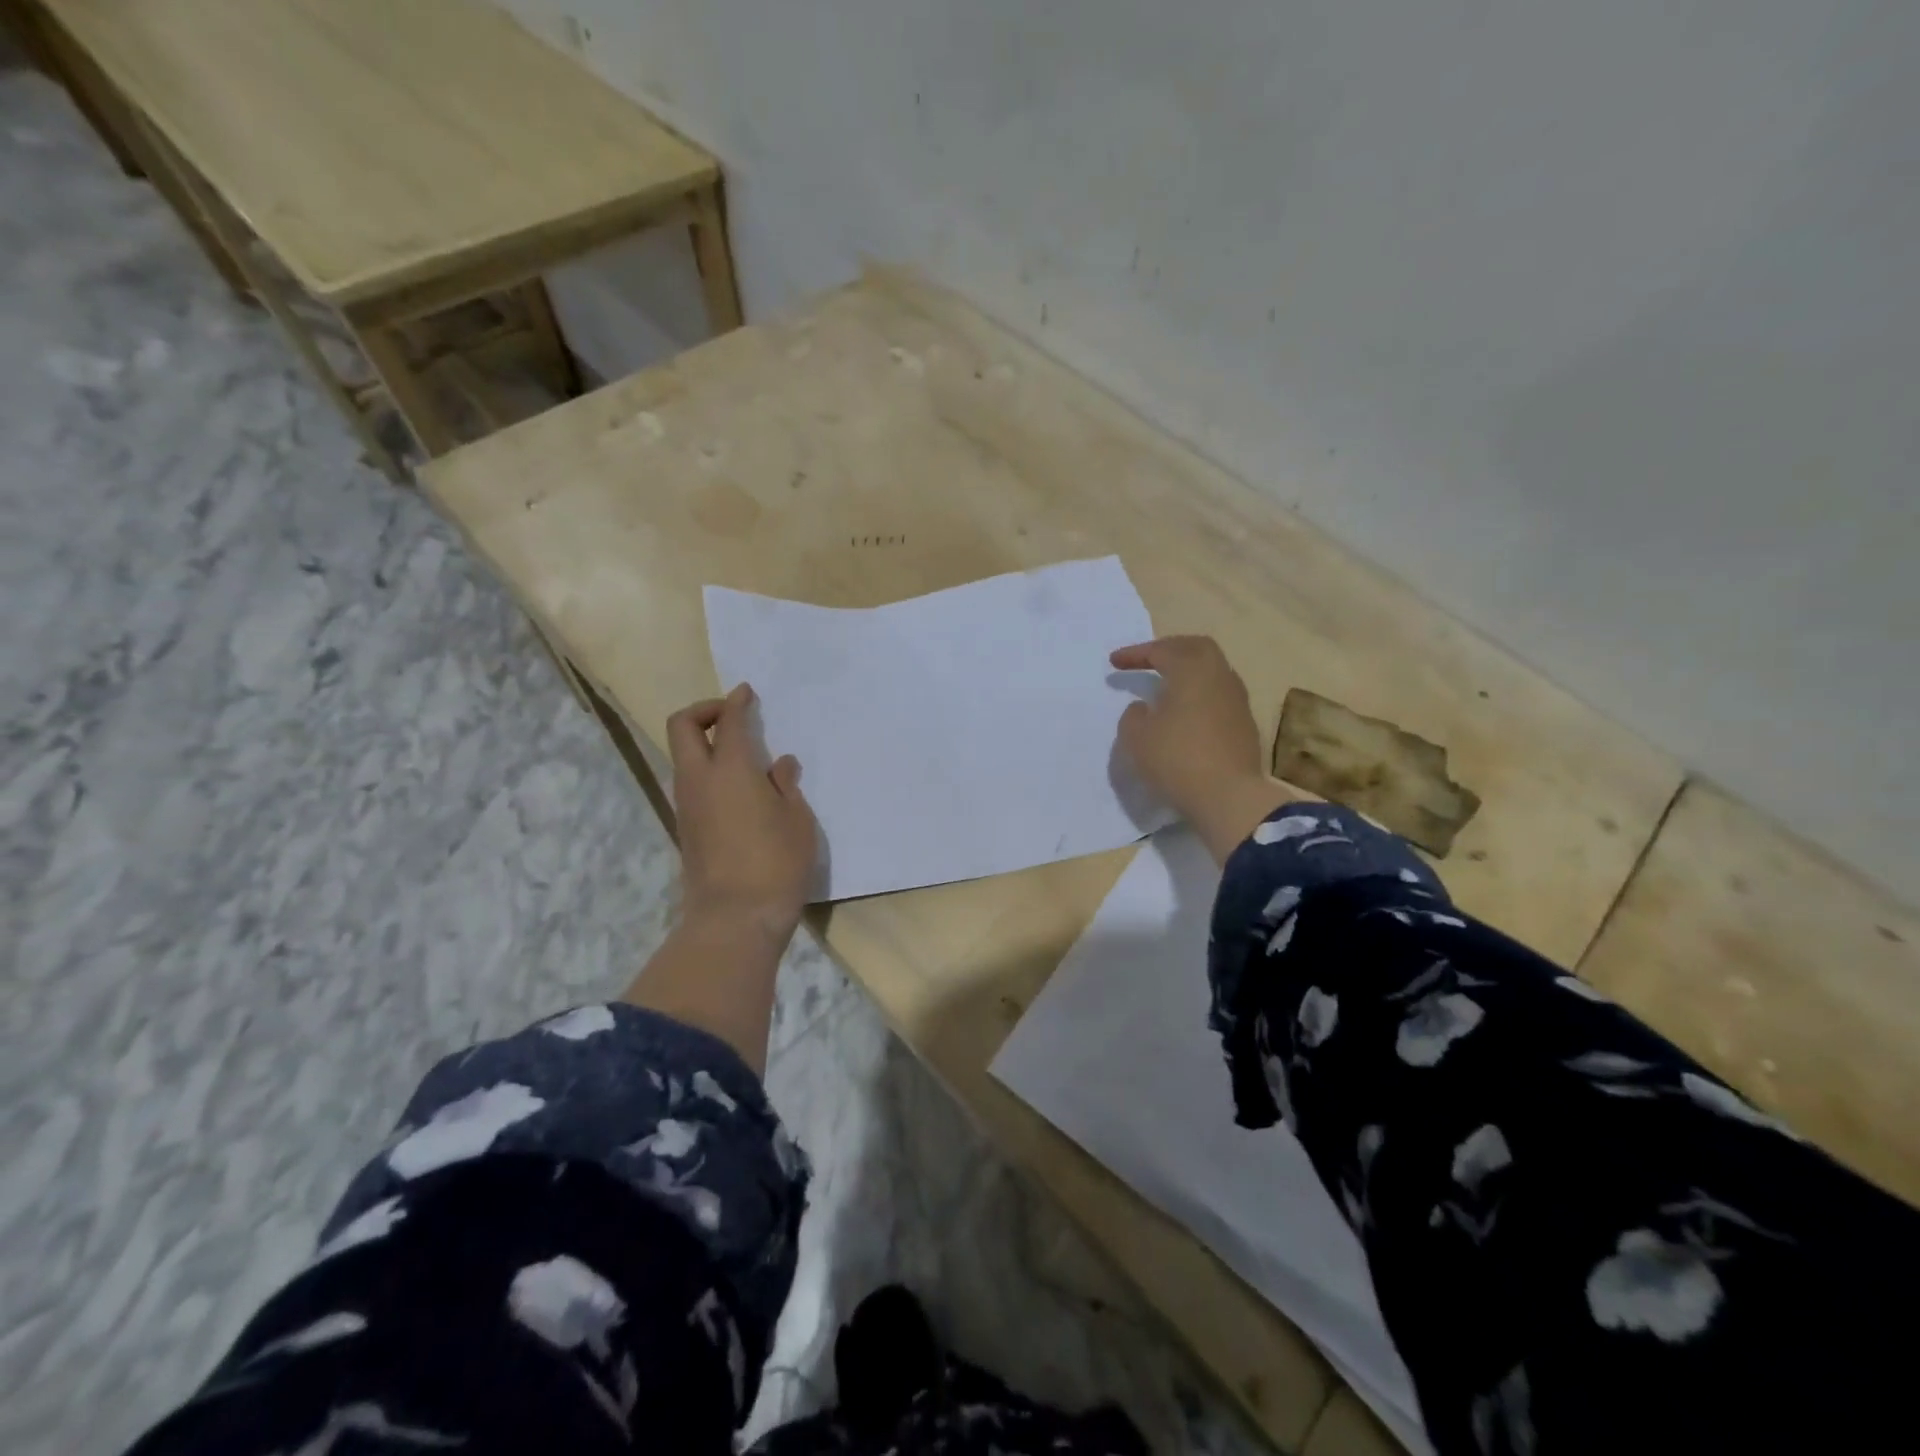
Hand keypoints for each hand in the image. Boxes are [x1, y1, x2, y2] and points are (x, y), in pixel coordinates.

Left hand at [667, 684, 818, 935]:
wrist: (735, 919)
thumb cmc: (776, 863)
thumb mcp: (797, 821)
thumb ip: (786, 786)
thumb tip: (780, 765)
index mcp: (730, 769)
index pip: (726, 721)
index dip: (736, 702)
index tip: (747, 693)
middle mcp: (699, 779)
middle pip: (682, 727)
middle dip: (704, 711)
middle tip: (733, 717)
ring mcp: (687, 805)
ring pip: (683, 757)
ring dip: (705, 744)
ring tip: (744, 757)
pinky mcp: (686, 829)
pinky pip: (691, 783)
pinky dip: (708, 771)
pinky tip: (740, 790)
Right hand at [1110, 636, 1289, 861]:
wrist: (1228, 796)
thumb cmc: (1176, 759)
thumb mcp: (1136, 738)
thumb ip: (1133, 716)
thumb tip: (1144, 708)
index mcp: (1192, 671)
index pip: (1161, 650)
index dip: (1135, 654)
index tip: (1114, 662)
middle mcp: (1219, 677)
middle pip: (1196, 648)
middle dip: (1169, 649)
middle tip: (1149, 659)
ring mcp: (1237, 700)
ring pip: (1212, 671)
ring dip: (1188, 672)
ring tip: (1167, 685)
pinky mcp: (1245, 724)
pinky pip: (1219, 695)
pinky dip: (1199, 693)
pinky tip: (1186, 711)